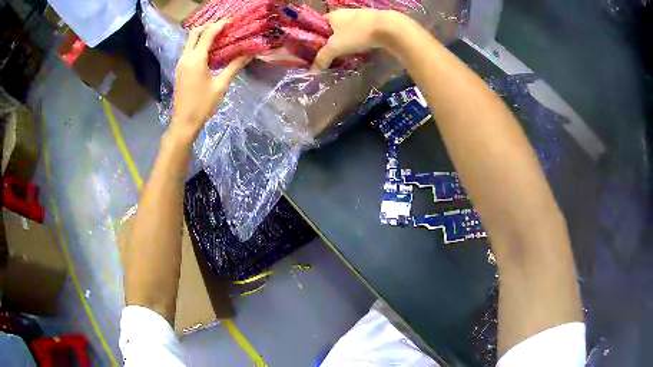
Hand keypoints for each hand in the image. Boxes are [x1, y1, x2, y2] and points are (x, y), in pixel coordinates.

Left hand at [171, 20, 249, 140]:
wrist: (184, 122)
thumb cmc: (203, 105)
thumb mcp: (221, 85)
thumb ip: (234, 66)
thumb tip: (249, 54)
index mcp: (196, 59)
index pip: (207, 34)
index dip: (219, 25)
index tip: (231, 21)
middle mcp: (186, 58)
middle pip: (194, 33)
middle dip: (209, 26)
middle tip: (223, 26)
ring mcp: (181, 63)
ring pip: (190, 41)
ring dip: (202, 34)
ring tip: (219, 34)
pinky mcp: (180, 69)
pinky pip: (189, 50)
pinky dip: (198, 44)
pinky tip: (209, 49)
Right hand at [311, 9, 405, 69]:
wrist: (388, 28)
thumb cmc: (357, 34)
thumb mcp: (335, 47)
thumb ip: (323, 57)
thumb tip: (313, 70)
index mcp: (332, 15)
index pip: (318, 24)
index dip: (315, 35)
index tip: (316, 48)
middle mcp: (345, 12)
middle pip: (334, 27)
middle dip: (332, 39)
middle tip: (331, 53)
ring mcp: (361, 16)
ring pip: (348, 29)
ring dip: (347, 39)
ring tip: (346, 53)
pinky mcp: (374, 22)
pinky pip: (361, 31)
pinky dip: (359, 39)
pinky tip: (361, 48)